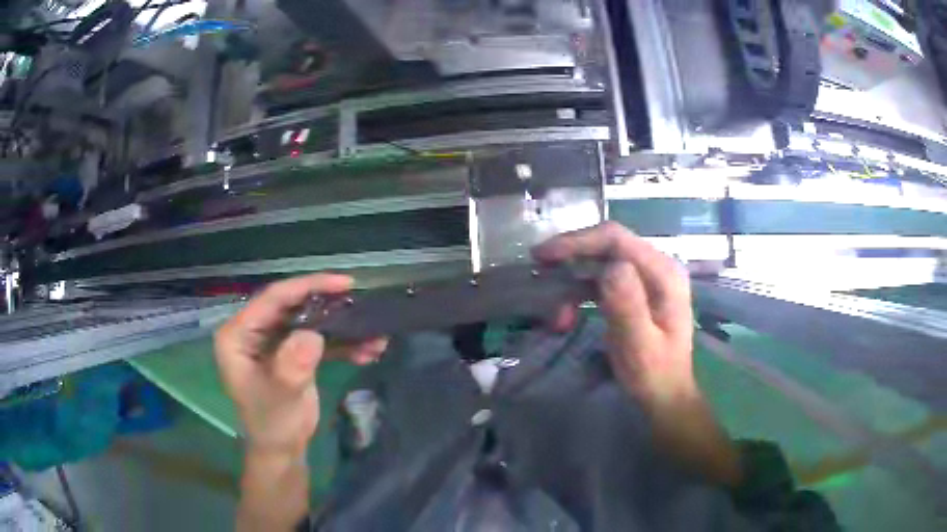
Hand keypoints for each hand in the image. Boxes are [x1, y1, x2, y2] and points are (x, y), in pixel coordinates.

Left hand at [214, 274, 387, 457]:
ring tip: (374, 333)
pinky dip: (343, 343)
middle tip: (361, 304)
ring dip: (342, 327)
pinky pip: (318, 338)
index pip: (272, 299)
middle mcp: (254, 330)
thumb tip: (314, 336)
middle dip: (329, 306)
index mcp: (238, 334)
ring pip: (310, 320)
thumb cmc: (271, 424)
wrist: (281, 449)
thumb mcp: (280, 397)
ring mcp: (273, 340)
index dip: (307, 287)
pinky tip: (368, 350)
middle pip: (294, 305)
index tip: (343, 284)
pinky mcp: (291, 351)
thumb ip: (292, 367)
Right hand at [534, 222, 696, 404]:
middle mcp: (656, 267)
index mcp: (663, 273)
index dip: (578, 241)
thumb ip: (628, 307)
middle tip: (538, 268)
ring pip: (601, 261)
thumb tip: (610, 268)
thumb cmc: (655, 375)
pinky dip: (580, 292)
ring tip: (555, 313)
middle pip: (608, 245)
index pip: (616, 240)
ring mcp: (646, 278)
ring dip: (573, 280)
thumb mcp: (640, 346)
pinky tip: (567, 315)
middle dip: (571, 255)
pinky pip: (602, 279)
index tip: (544, 255)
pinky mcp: (635, 290)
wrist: (665, 395)